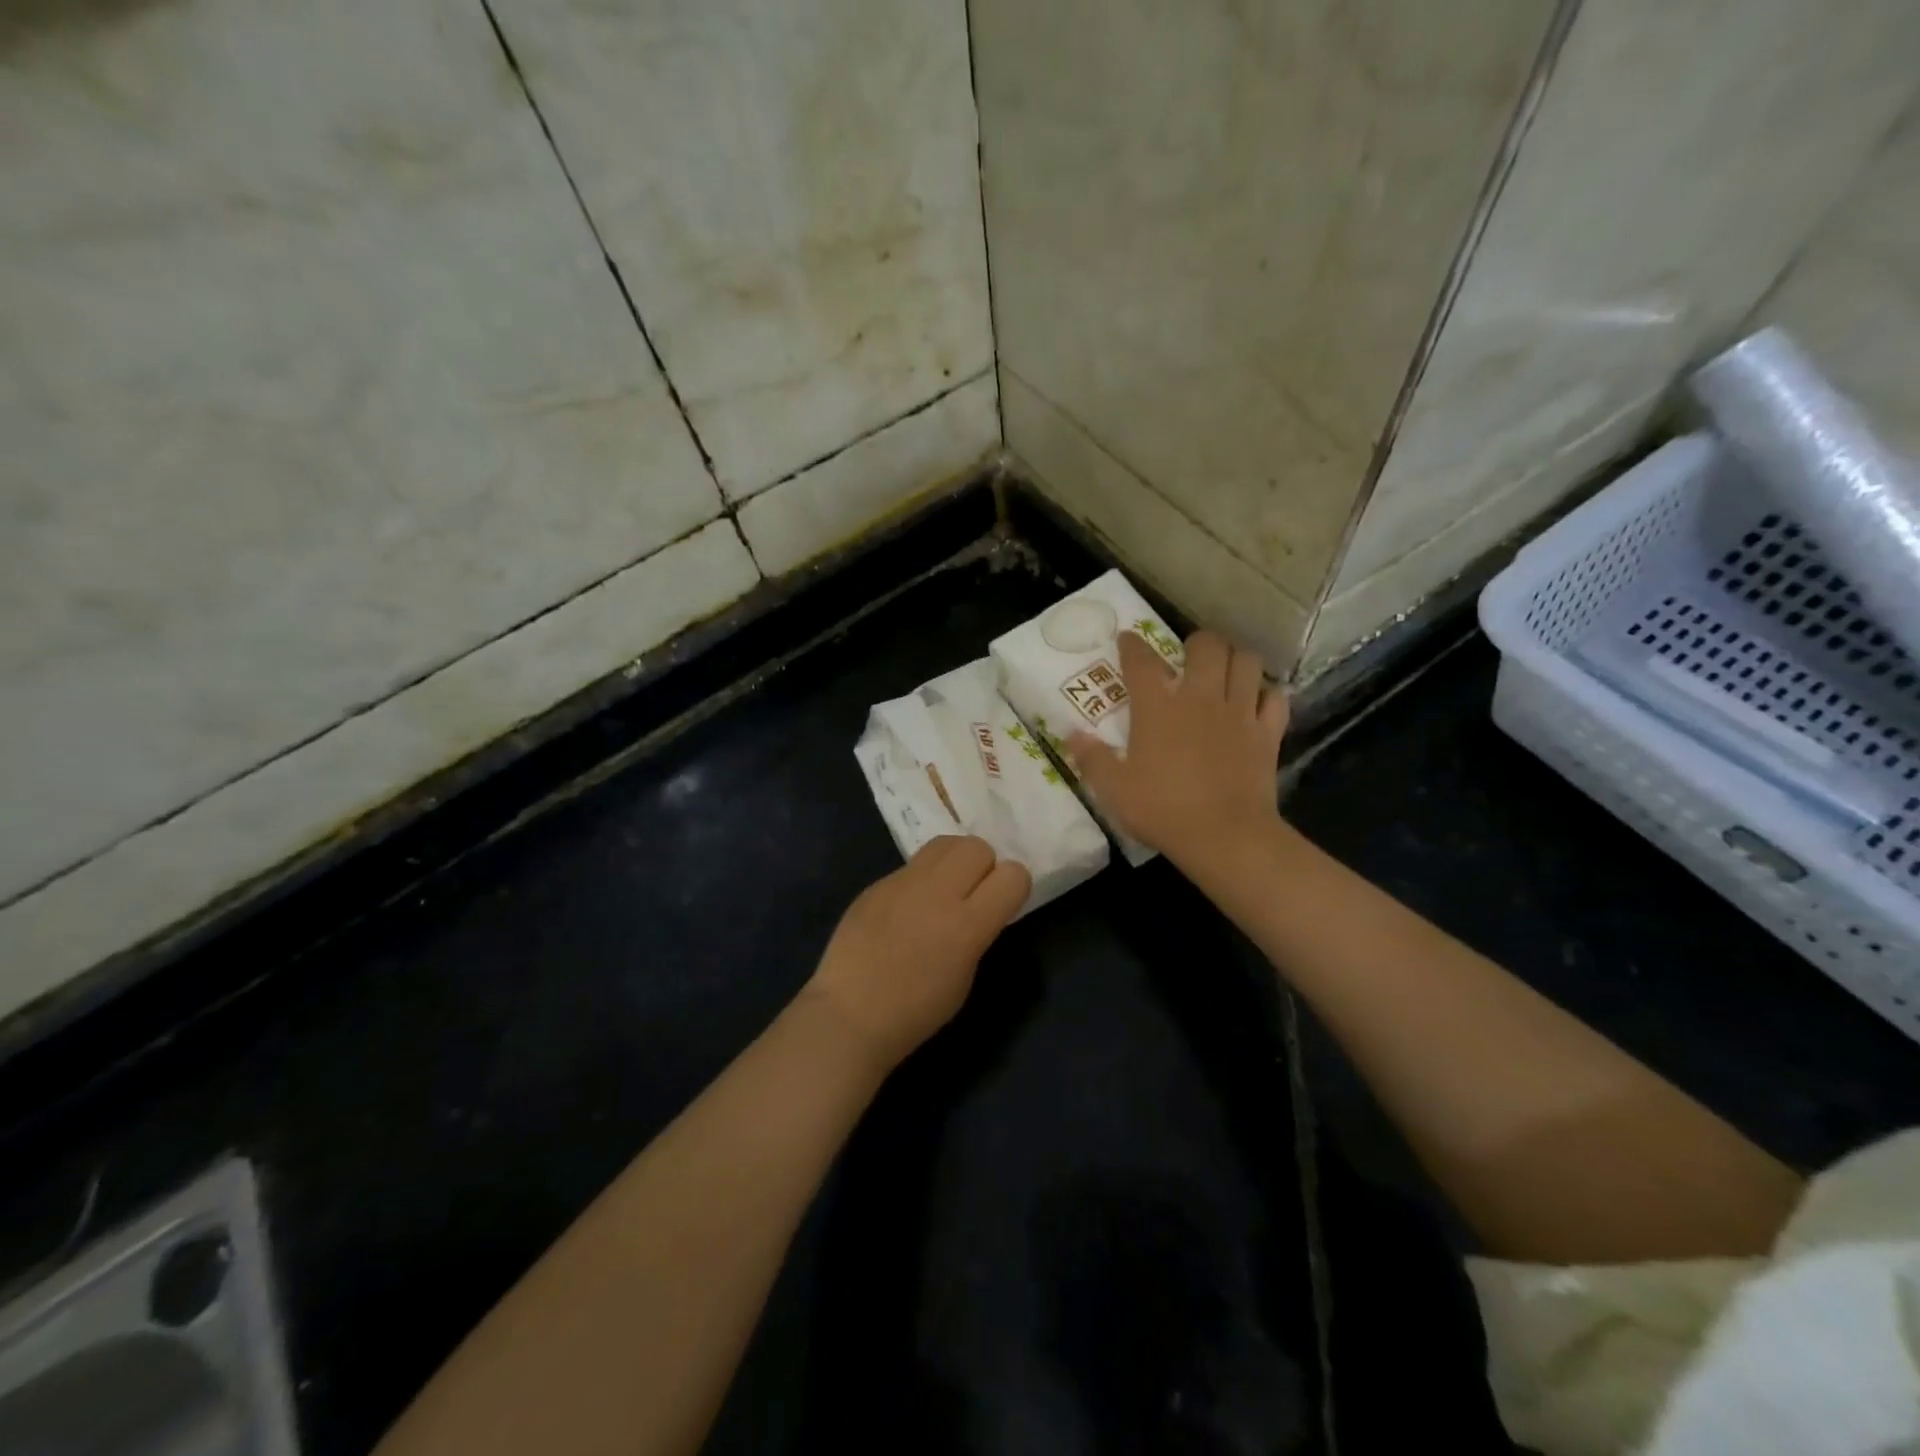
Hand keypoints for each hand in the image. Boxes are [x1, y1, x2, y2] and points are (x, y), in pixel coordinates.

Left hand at [803, 836, 1030, 1073]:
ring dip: (955, 862)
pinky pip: (912, 865)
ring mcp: (903, 883)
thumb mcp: (965, 976)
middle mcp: (937, 893)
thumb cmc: (915, 1011)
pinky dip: (921, 878)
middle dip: (984, 866)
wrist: (850, 1014)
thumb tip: (981, 906)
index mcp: (967, 925)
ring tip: (944, 890)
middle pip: (978, 847)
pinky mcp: (878, 883)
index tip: (1002, 903)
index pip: (1013, 875)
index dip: (1013, 886)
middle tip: (972, 894)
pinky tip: (908, 908)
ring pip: (945, 844)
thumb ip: (978, 931)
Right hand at [1068, 630, 1288, 869]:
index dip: (1133, 645)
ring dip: (1236, 659)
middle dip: (1197, 643)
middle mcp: (1200, 698)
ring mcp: (1239, 712)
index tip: (1128, 639)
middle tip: (1189, 656)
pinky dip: (1266, 694)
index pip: (1142, 662)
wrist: (1225, 836)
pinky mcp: (1268, 733)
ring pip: (1247, 661)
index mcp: (1158, 708)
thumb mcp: (1115, 790)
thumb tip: (1072, 736)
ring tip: (1225, 670)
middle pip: (1207, 646)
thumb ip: (1093, 759)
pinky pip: (1275, 697)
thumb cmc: (1163, 810)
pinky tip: (1256, 702)